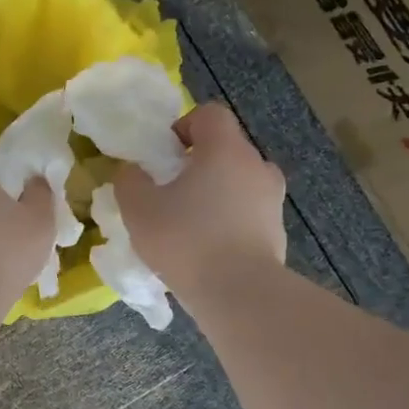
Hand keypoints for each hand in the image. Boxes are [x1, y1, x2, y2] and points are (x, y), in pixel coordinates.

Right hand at [112, 102, 286, 296]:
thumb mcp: (139, 208)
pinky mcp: (278, 232)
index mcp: (226, 149)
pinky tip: (209, 250)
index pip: (210, 115)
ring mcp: (273, 200)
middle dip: (198, 165)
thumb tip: (133, 171)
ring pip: (239, 183)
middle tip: (171, 193)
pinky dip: (230, 222)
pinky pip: (248, 214)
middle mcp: (257, 166)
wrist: (239, 294)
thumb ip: (130, 181)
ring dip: (216, 194)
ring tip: (190, 225)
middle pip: (226, 150)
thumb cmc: (186, 240)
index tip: (164, 156)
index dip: (183, 127)